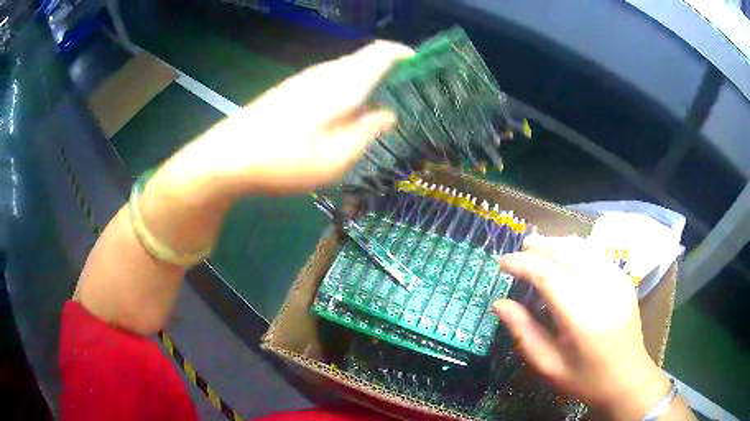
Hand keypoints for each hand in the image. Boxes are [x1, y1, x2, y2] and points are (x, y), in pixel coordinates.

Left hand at [157, 40, 412, 199]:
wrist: (227, 157)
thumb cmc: (284, 160)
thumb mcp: (335, 158)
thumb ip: (367, 132)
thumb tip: (388, 114)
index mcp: (342, 83)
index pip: (381, 53)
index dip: (405, 55)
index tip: (424, 67)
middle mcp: (325, 73)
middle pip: (366, 58)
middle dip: (391, 70)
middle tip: (410, 94)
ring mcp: (305, 79)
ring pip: (348, 69)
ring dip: (370, 80)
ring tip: (384, 104)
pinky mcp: (292, 89)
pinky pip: (332, 79)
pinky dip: (350, 87)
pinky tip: (347, 111)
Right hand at [494, 237, 670, 418]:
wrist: (627, 378)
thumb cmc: (585, 378)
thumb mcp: (548, 365)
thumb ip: (523, 332)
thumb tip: (500, 303)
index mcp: (582, 317)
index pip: (548, 274)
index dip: (522, 264)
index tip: (501, 264)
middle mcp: (602, 290)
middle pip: (566, 250)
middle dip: (538, 248)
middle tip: (517, 257)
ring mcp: (617, 280)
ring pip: (582, 246)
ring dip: (555, 244)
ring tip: (535, 253)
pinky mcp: (624, 278)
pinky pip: (594, 254)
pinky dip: (573, 250)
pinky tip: (563, 262)